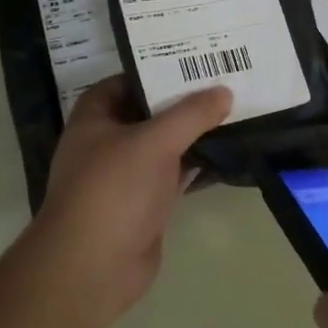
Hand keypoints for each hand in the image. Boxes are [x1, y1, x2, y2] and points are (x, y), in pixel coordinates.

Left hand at [29, 76, 230, 325]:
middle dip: (182, 101)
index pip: (126, 80)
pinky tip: (227, 154)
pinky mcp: (144, 204)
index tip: (194, 61)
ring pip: (164, 145)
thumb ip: (191, 114)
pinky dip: (196, 166)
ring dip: (193, 134)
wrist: (93, 267)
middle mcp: (107, 142)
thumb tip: (224, 92)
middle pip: (148, 112)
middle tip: (224, 82)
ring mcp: (125, 175)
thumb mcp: (154, 141)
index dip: (156, 69)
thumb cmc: (113, 189)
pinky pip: (174, 175)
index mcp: (95, 117)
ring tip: (234, 112)